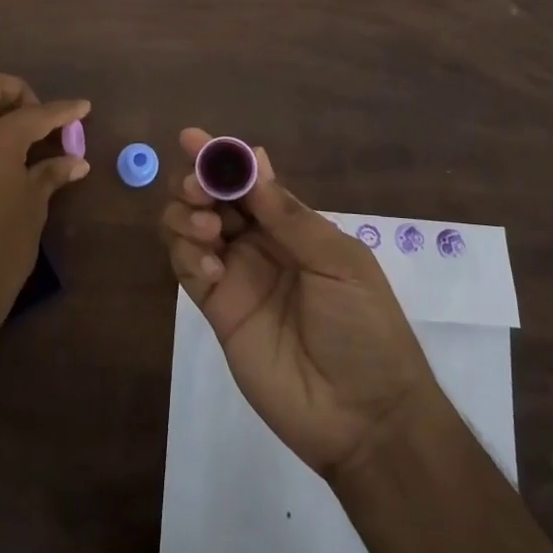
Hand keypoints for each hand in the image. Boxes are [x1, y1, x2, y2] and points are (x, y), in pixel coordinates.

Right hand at [159, 129, 436, 478]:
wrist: (364, 415)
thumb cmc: (365, 327)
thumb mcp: (339, 262)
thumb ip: (289, 215)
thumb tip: (253, 160)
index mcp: (291, 225)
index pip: (248, 180)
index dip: (221, 157)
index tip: (193, 138)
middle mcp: (258, 243)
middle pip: (210, 198)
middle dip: (197, 183)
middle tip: (200, 191)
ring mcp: (235, 276)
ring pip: (189, 228)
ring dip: (187, 216)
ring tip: (209, 231)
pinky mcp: (217, 311)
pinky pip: (188, 271)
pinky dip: (188, 258)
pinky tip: (212, 270)